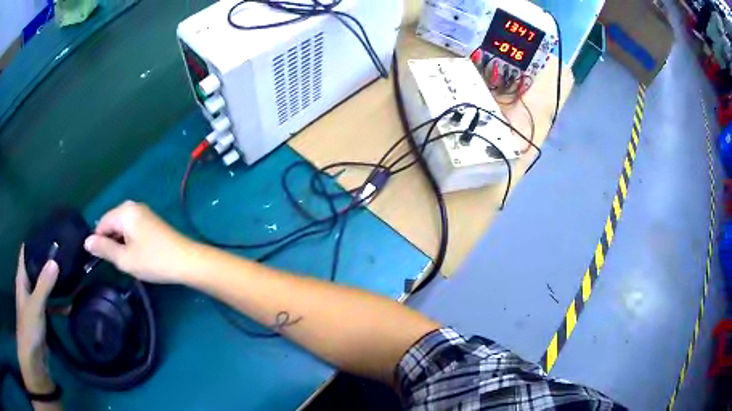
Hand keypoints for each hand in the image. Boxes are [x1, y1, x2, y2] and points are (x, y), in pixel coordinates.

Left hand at [16, 247, 57, 392]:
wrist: (33, 355)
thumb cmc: (29, 326)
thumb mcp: (36, 305)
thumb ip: (44, 285)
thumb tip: (55, 261)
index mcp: (22, 277)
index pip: (26, 252)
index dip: (34, 241)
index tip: (48, 234)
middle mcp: (27, 286)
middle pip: (36, 268)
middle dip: (47, 262)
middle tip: (63, 254)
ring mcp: (34, 303)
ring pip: (44, 288)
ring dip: (54, 284)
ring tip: (69, 276)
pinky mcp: (41, 317)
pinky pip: (51, 307)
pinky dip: (59, 305)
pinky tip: (71, 306)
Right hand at [84, 201, 197, 283]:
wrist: (187, 261)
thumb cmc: (153, 260)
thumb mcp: (124, 258)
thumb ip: (104, 248)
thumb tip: (86, 241)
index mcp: (124, 211)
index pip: (101, 223)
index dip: (98, 242)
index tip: (101, 260)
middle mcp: (133, 206)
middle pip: (112, 223)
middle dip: (110, 242)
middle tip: (118, 262)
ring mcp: (144, 213)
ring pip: (122, 228)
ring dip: (120, 244)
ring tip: (128, 261)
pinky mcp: (152, 222)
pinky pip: (132, 230)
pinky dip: (130, 242)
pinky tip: (137, 256)